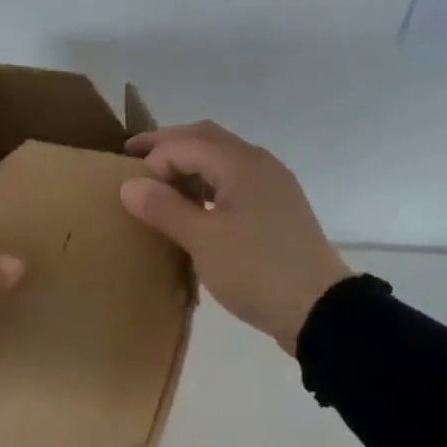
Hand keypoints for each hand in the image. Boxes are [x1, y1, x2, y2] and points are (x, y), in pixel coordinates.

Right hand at [120, 121, 350, 353]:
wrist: (317, 308)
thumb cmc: (255, 270)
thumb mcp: (203, 240)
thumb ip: (165, 208)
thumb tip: (129, 184)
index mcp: (241, 164)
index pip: (185, 144)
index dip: (153, 159)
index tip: (130, 188)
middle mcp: (259, 164)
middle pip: (207, 139)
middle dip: (169, 144)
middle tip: (134, 156)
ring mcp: (273, 186)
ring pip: (223, 159)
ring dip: (190, 163)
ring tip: (161, 184)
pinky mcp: (277, 210)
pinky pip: (235, 181)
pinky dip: (208, 183)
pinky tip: (196, 208)